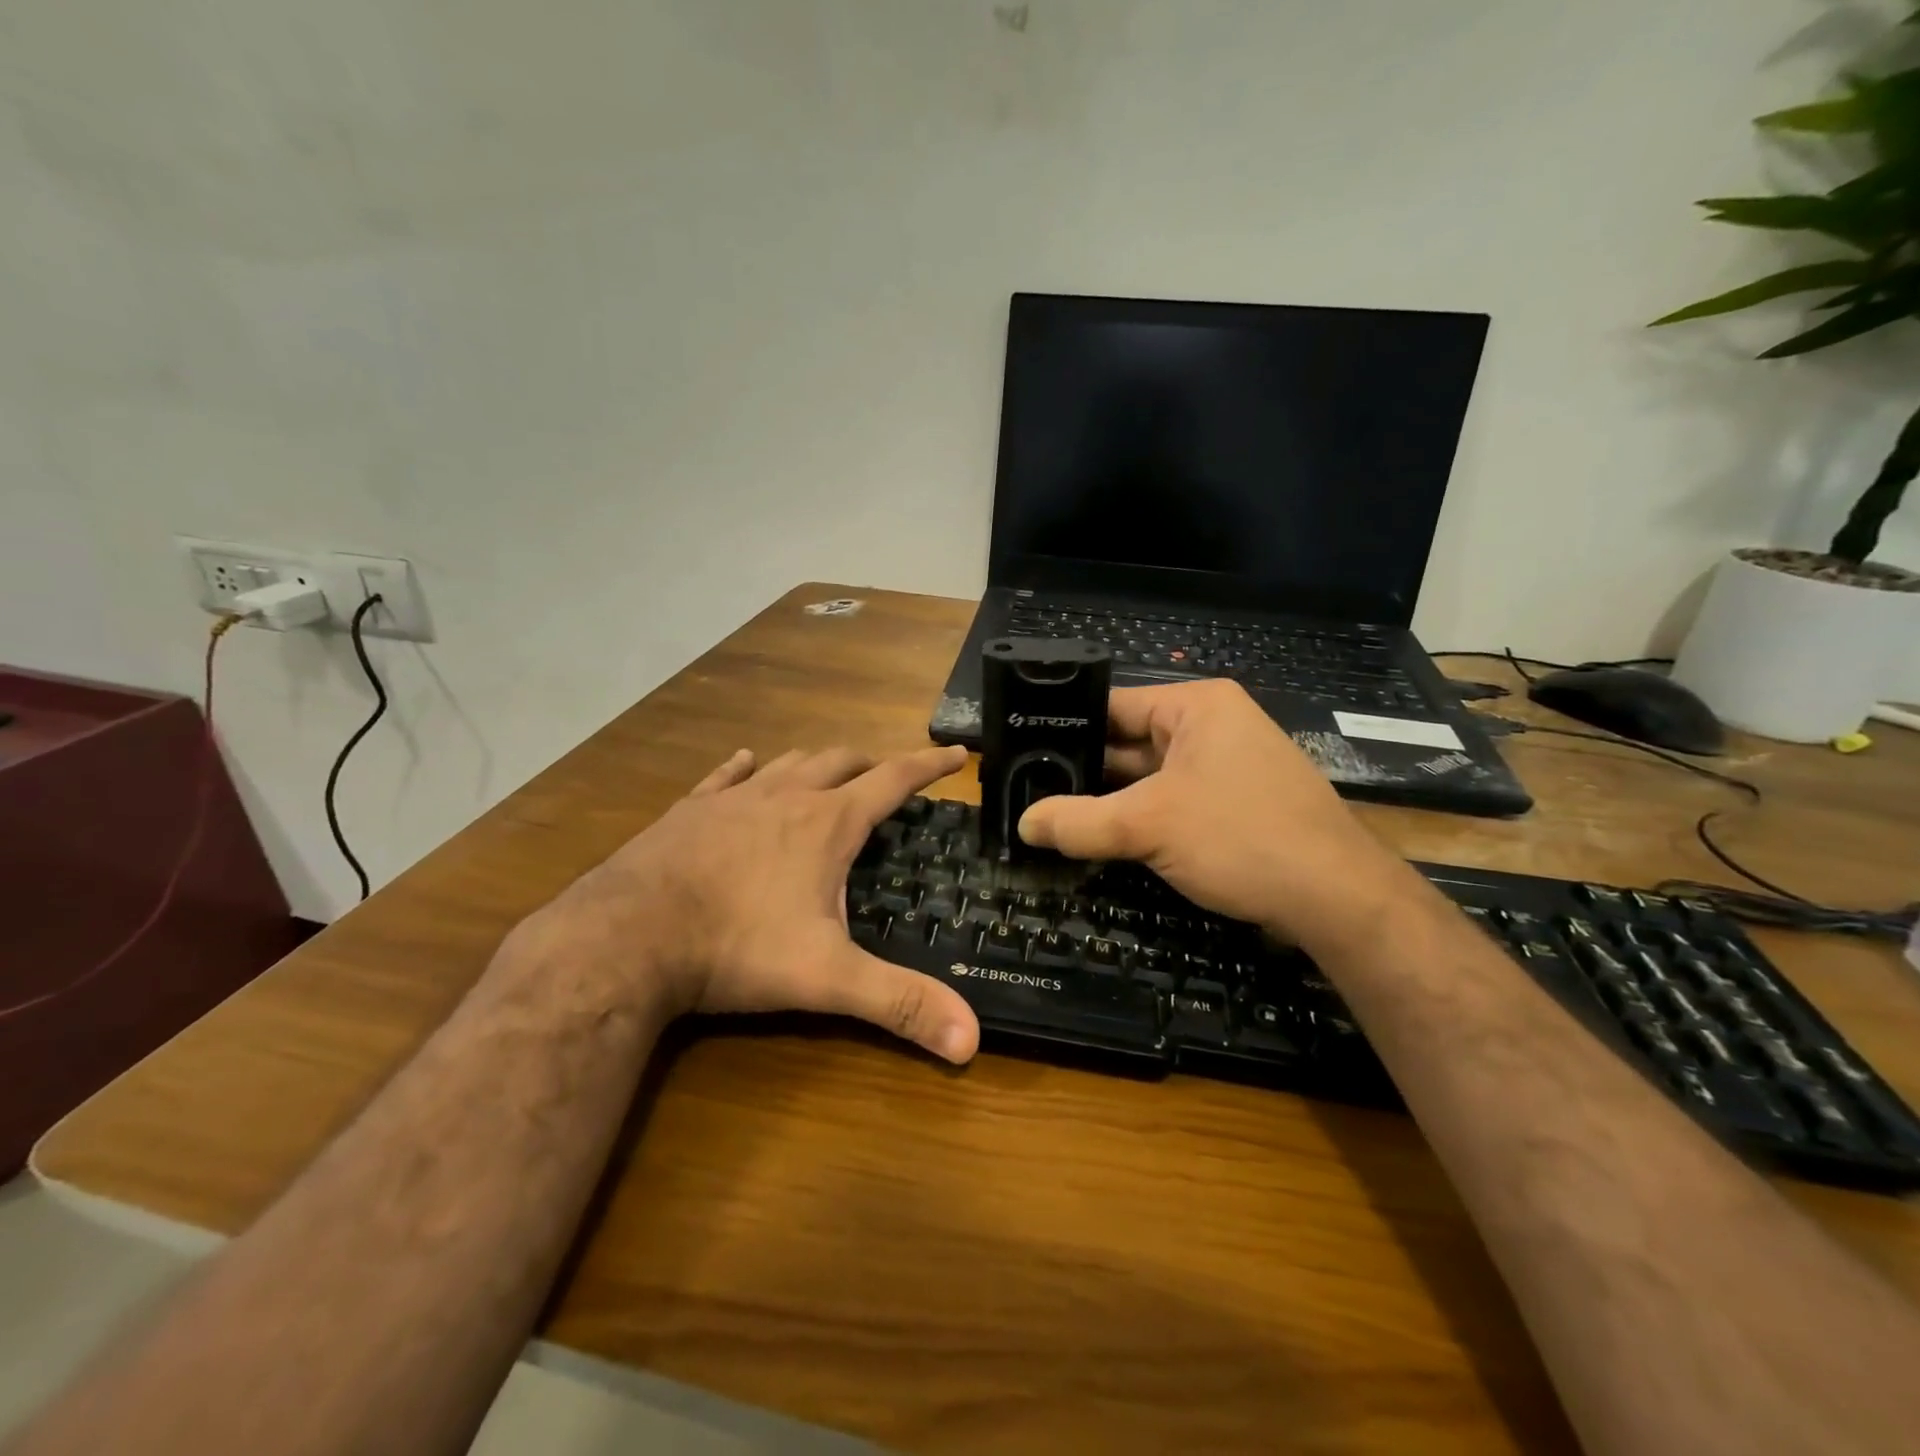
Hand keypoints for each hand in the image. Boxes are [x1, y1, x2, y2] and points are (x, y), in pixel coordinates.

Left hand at [521, 744, 980, 1062]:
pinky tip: (747, 762)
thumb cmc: (736, 948)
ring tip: (832, 770)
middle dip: (872, 764)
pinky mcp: (689, 810)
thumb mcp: (826, 979)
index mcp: (827, 824)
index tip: (956, 753)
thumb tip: (971, 1043)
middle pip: (841, 761)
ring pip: (789, 763)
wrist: (626, 938)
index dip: (929, 765)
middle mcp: (785, 797)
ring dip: (818, 763)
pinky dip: (747, 766)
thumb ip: (899, 1003)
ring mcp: (733, 799)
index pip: (893, 780)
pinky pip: (726, 775)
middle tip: (890, 775)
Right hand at [1017, 679, 1408, 946]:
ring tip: (1048, 813)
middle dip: (1082, 770)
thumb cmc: (1242, 837)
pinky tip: (1098, 836)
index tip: (1020, 749)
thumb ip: (1078, 822)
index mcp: (1196, 707)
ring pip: (1146, 778)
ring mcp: (1224, 767)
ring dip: (1107, 800)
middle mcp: (1211, 727)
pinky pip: (1169, 802)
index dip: (1064, 726)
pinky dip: (1136, 818)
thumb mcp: (1148, 826)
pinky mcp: (1231, 804)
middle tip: (1025, 788)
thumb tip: (1022, 824)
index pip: (1112, 705)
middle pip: (1127, 743)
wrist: (1338, 899)